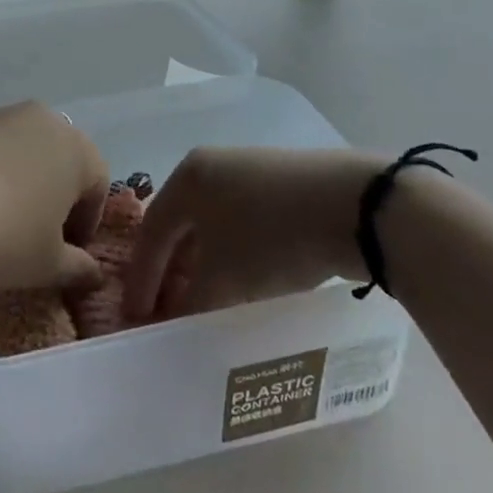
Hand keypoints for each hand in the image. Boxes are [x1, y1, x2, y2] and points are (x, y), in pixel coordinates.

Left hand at [0, 102, 109, 291]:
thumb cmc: (1, 233)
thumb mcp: (45, 264)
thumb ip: (76, 268)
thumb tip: (93, 273)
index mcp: (74, 148)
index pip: (97, 184)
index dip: (87, 222)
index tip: (68, 252)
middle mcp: (40, 119)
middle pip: (57, 158)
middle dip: (52, 194)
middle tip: (34, 234)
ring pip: (16, 148)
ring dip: (13, 178)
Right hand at [123, 147, 393, 319]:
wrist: (355, 206)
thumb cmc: (272, 235)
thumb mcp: (225, 279)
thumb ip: (190, 305)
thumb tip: (174, 326)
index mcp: (187, 178)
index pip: (152, 233)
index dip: (141, 280)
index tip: (136, 319)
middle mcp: (212, 167)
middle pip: (180, 227)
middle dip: (172, 273)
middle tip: (167, 313)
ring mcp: (250, 171)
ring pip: (213, 227)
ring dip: (204, 267)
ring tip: (206, 304)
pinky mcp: (283, 185)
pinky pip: (243, 224)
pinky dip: (235, 256)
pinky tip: (247, 283)